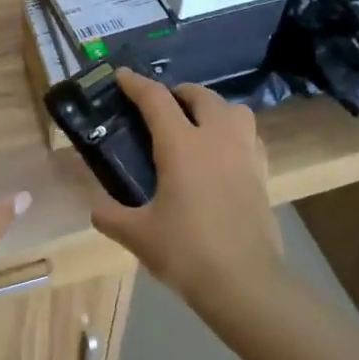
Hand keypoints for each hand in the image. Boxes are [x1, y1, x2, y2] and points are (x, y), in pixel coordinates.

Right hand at [90, 70, 282, 306]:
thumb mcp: (138, 235)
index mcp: (182, 145)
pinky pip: (250, 137)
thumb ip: (111, 217)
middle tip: (162, 105)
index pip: (156, 100)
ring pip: (234, 110)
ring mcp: (245, 155)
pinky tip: (223, 154)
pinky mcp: (263, 175)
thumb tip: (96, 209)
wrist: (246, 283)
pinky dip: (234, 134)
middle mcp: (216, 139)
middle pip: (201, 96)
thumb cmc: (187, 252)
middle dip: (179, 92)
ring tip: (198, 124)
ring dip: (213, 108)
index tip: (122, 76)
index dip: (136, 84)